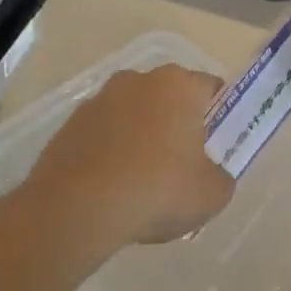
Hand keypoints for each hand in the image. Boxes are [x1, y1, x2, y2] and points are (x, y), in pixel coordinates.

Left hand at [24, 65, 234, 247]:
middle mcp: (136, 81)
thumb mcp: (212, 194)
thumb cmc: (157, 192)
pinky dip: (112, 153)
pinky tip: (113, 187)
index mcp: (177, 86)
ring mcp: (97, 100)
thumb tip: (211, 174)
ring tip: (143, 183)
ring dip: (141, 138)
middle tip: (184, 166)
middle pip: (169, 99)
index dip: (220, 116)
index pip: (210, 89)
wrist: (77, 209)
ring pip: (133, 116)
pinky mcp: (69, 125)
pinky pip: (104, 135)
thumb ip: (220, 176)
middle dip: (178, 125)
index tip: (219, 146)